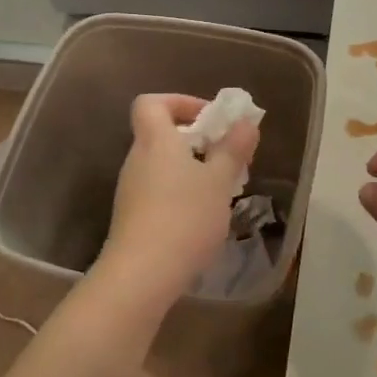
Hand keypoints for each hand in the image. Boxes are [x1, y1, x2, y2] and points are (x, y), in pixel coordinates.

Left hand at [98, 94, 259, 305]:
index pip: (151, 103)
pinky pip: (157, 190)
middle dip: (194, 139)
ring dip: (189, 168)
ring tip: (219, 189)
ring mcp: (131, 190)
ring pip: (161, 165)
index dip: (179, 102)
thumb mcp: (219, 181)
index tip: (209, 118)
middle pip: (159, 134)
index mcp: (155, 140)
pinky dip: (179, 192)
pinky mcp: (132, 216)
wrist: (142, 274)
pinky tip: (201, 216)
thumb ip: (233, 150)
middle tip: (225, 156)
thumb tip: (245, 123)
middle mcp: (137, 159)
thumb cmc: (185, 217)